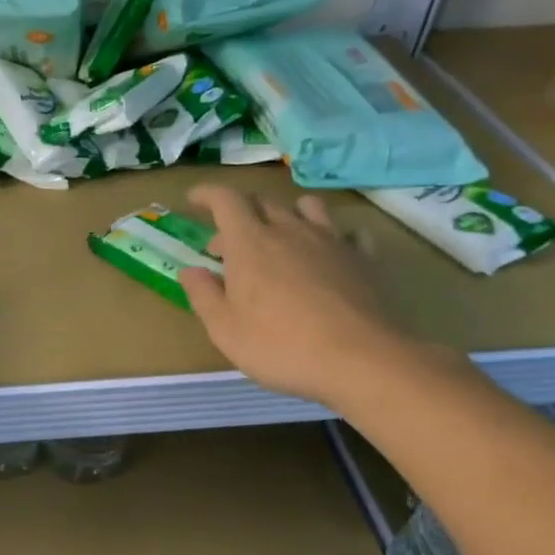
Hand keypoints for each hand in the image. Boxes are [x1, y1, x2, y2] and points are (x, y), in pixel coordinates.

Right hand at [178, 186, 413, 407]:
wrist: (360, 360)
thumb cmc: (279, 345)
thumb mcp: (224, 328)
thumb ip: (203, 294)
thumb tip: (190, 270)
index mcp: (250, 243)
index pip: (225, 200)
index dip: (207, 195)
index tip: (194, 200)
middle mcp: (289, 230)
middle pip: (262, 202)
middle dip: (238, 215)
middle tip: (226, 246)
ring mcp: (331, 241)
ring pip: (306, 207)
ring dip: (286, 214)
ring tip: (279, 238)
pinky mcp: (363, 258)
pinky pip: (346, 232)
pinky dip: (330, 236)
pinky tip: (326, 254)